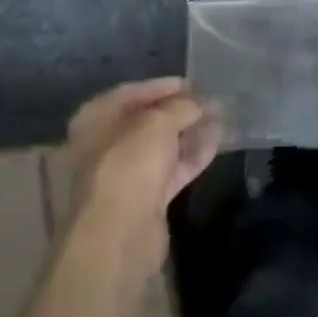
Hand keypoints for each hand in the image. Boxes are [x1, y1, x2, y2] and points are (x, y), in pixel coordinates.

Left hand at [65, 78, 220, 277]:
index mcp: (96, 117)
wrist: (120, 233)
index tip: (193, 83)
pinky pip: (172, 169)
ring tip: (221, 118)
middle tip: (211, 101)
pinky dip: (192, 156)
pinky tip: (216, 142)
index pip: (132, 92)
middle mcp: (106, 142)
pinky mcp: (146, 198)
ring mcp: (126, 172)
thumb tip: (201, 102)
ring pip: (162, 146)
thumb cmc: (130, 163)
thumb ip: (182, 106)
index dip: (163, 86)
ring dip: (190, 132)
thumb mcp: (159, 122)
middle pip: (148, 120)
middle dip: (180, 110)